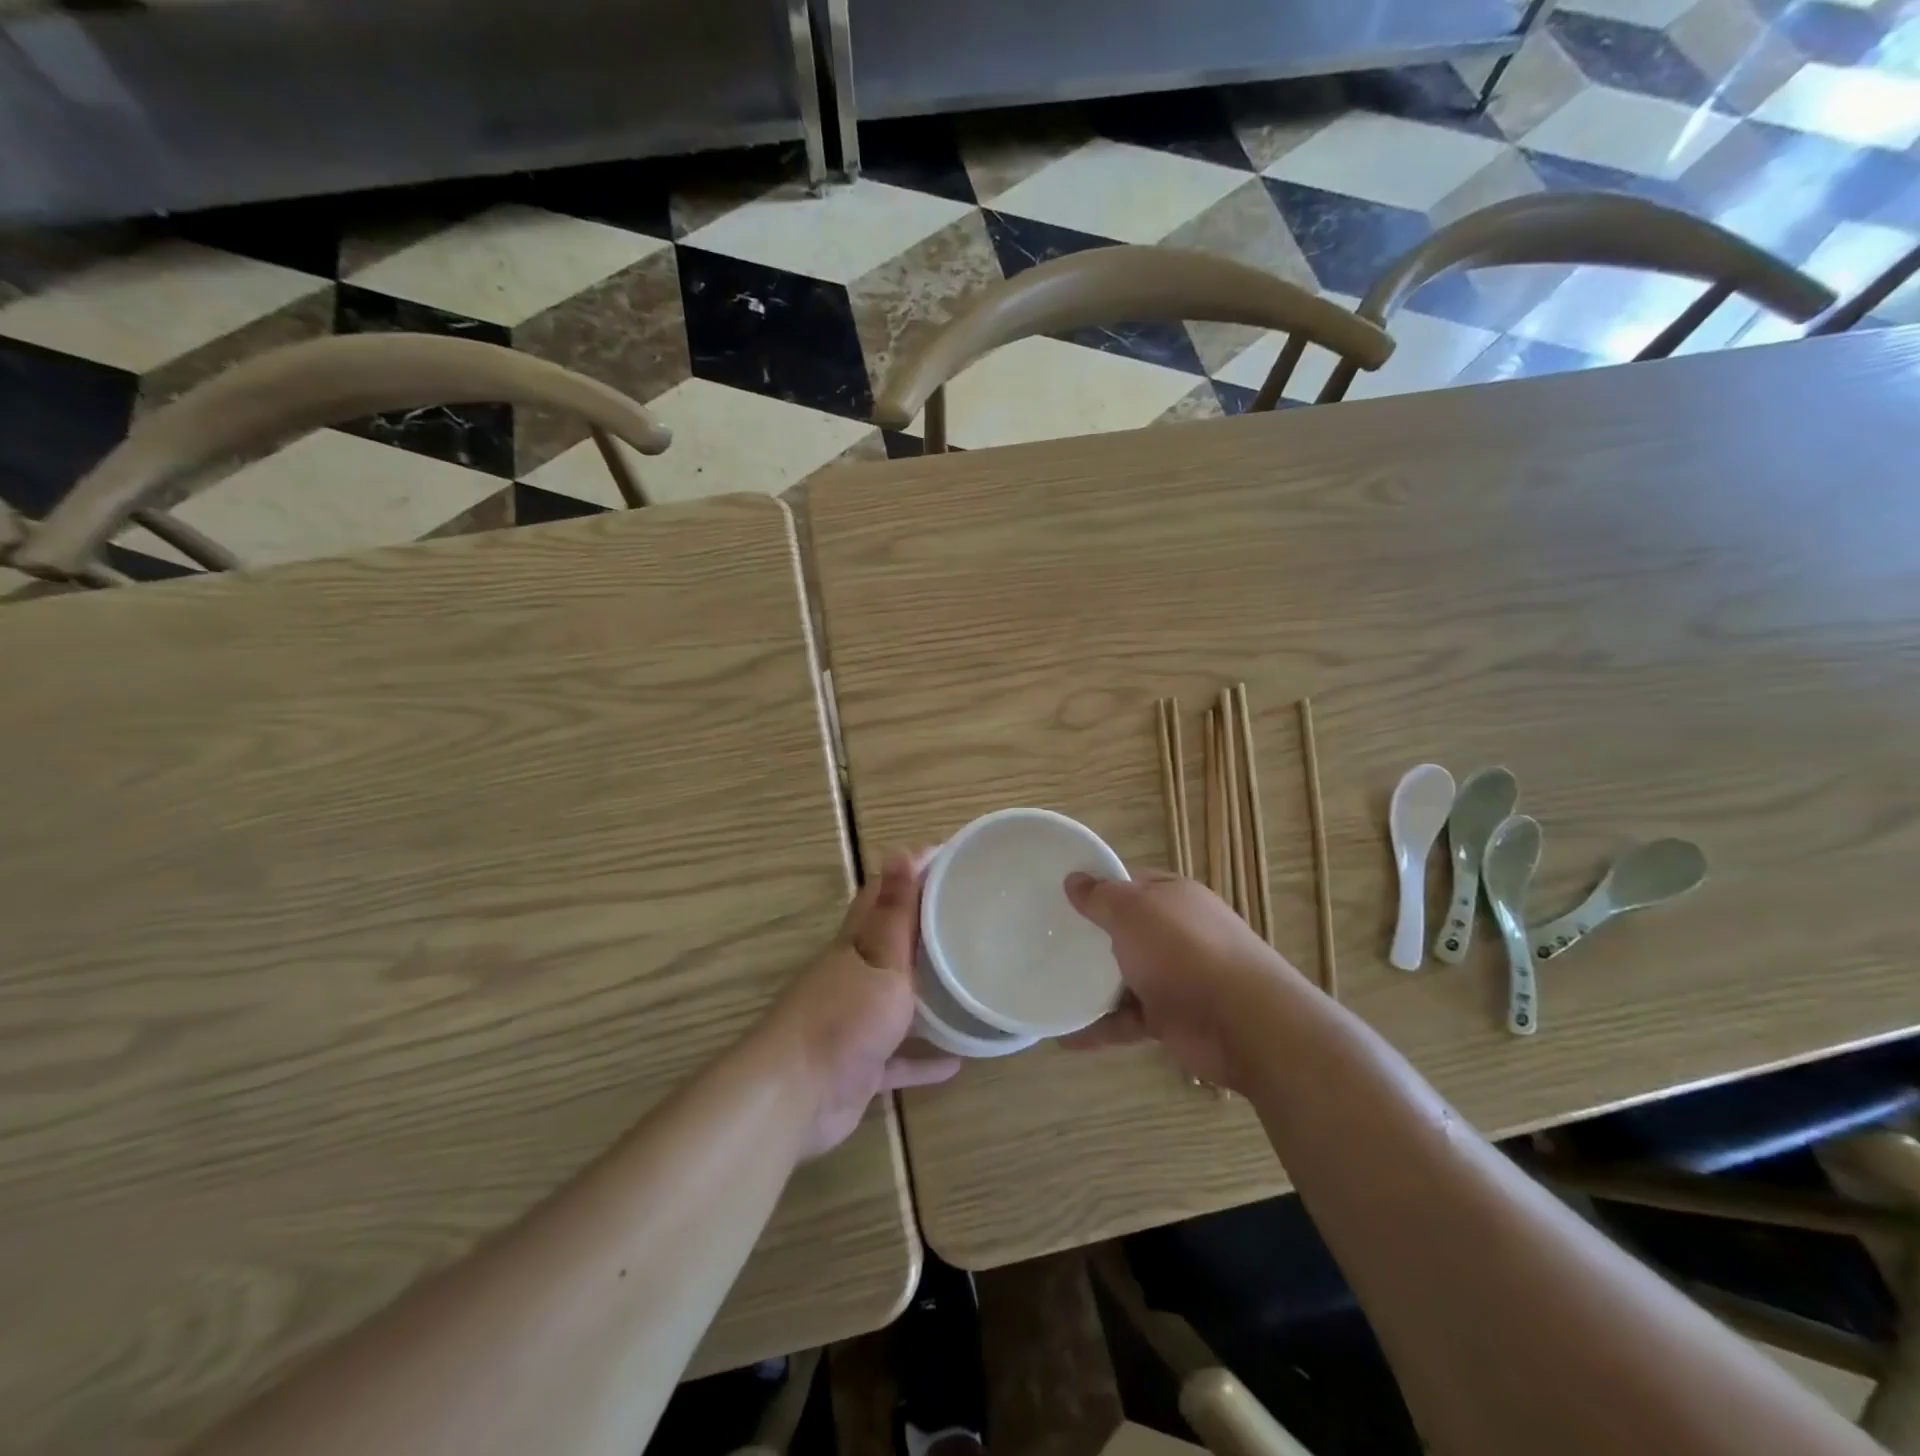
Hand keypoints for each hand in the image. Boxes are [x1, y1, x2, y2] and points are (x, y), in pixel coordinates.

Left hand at [766, 849, 959, 1156]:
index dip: (913, 871)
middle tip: (972, 918)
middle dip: (926, 928)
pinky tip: (957, 1061)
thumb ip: (895, 913)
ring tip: (969, 982)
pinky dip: (923, 1057)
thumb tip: (899, 850)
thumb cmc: (843, 1019)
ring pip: (897, 998)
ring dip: (927, 992)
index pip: (883, 893)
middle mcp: (853, 975)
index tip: (953, 858)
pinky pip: (900, 1057)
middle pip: (891, 942)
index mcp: (856, 943)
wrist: (793, 1097)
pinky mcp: (861, 1065)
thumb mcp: (880, 960)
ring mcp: (855, 1021)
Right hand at [1060, 870, 1307, 1088]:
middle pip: (1125, 930)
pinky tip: (1067, 1037)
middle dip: (1090, 936)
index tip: (1058, 895)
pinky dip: (1100, 1028)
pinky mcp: (1171, 1017)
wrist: (1243, 1021)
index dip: (1097, 886)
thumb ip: (1101, 897)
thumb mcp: (1133, 911)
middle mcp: (1175, 932)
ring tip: (1049, 987)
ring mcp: (1175, 977)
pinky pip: (1127, 1019)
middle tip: (1045, 940)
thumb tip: (1074, 879)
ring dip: (1091, 985)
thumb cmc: (1183, 950)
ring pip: (1124, 976)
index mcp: (1172, 897)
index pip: (1130, 883)